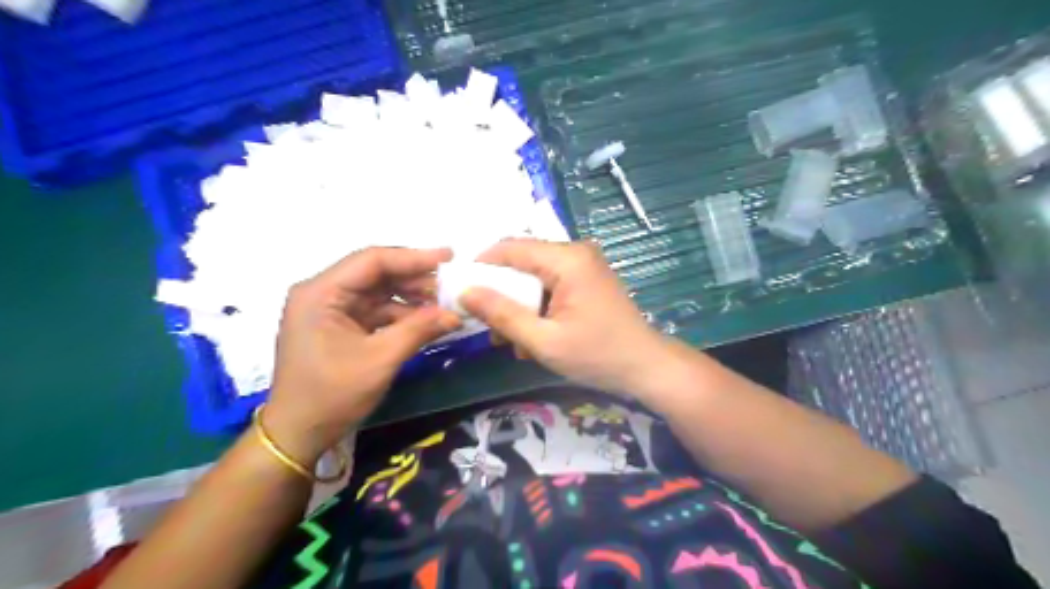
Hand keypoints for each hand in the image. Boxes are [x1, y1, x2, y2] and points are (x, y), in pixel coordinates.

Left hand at [259, 245, 459, 464]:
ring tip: (445, 303)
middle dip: (415, 278)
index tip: (449, 256)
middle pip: (376, 274)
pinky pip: (377, 311)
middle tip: (452, 283)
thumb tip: (456, 314)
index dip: (413, 257)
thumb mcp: (379, 360)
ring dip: (412, 297)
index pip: (372, 261)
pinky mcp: (341, 326)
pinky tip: (428, 320)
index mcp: (321, 293)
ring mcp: (332, 310)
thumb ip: (418, 330)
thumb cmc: (331, 395)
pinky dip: (403, 315)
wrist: (299, 434)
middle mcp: (324, 293)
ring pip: (380, 292)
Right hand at [462, 239, 671, 399]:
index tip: (461, 291)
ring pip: (534, 275)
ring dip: (518, 304)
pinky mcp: (587, 279)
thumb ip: (502, 314)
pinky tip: (534, 335)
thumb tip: (465, 293)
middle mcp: (576, 252)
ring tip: (511, 339)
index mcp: (567, 259)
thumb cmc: (597, 355)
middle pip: (522, 261)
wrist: (646, 368)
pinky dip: (537, 306)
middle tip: (488, 325)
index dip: (481, 265)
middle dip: (501, 292)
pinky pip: (550, 284)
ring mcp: (584, 265)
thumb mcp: (543, 341)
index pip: (511, 248)